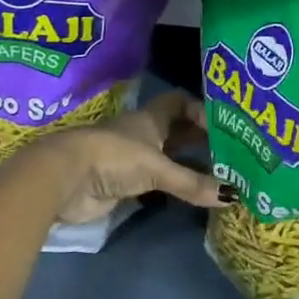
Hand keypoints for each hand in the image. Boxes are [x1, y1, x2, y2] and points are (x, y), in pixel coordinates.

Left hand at [12, 90, 222, 224]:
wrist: (65, 179)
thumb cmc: (113, 157)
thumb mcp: (157, 167)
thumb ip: (191, 182)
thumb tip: (232, 196)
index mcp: (152, 118)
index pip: (180, 102)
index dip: (201, 110)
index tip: (224, 126)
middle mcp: (144, 134)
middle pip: (177, 131)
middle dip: (201, 140)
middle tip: (231, 153)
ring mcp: (133, 159)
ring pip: (168, 157)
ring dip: (189, 165)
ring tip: (220, 176)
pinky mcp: (124, 184)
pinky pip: (157, 182)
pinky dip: (174, 187)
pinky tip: (192, 195)